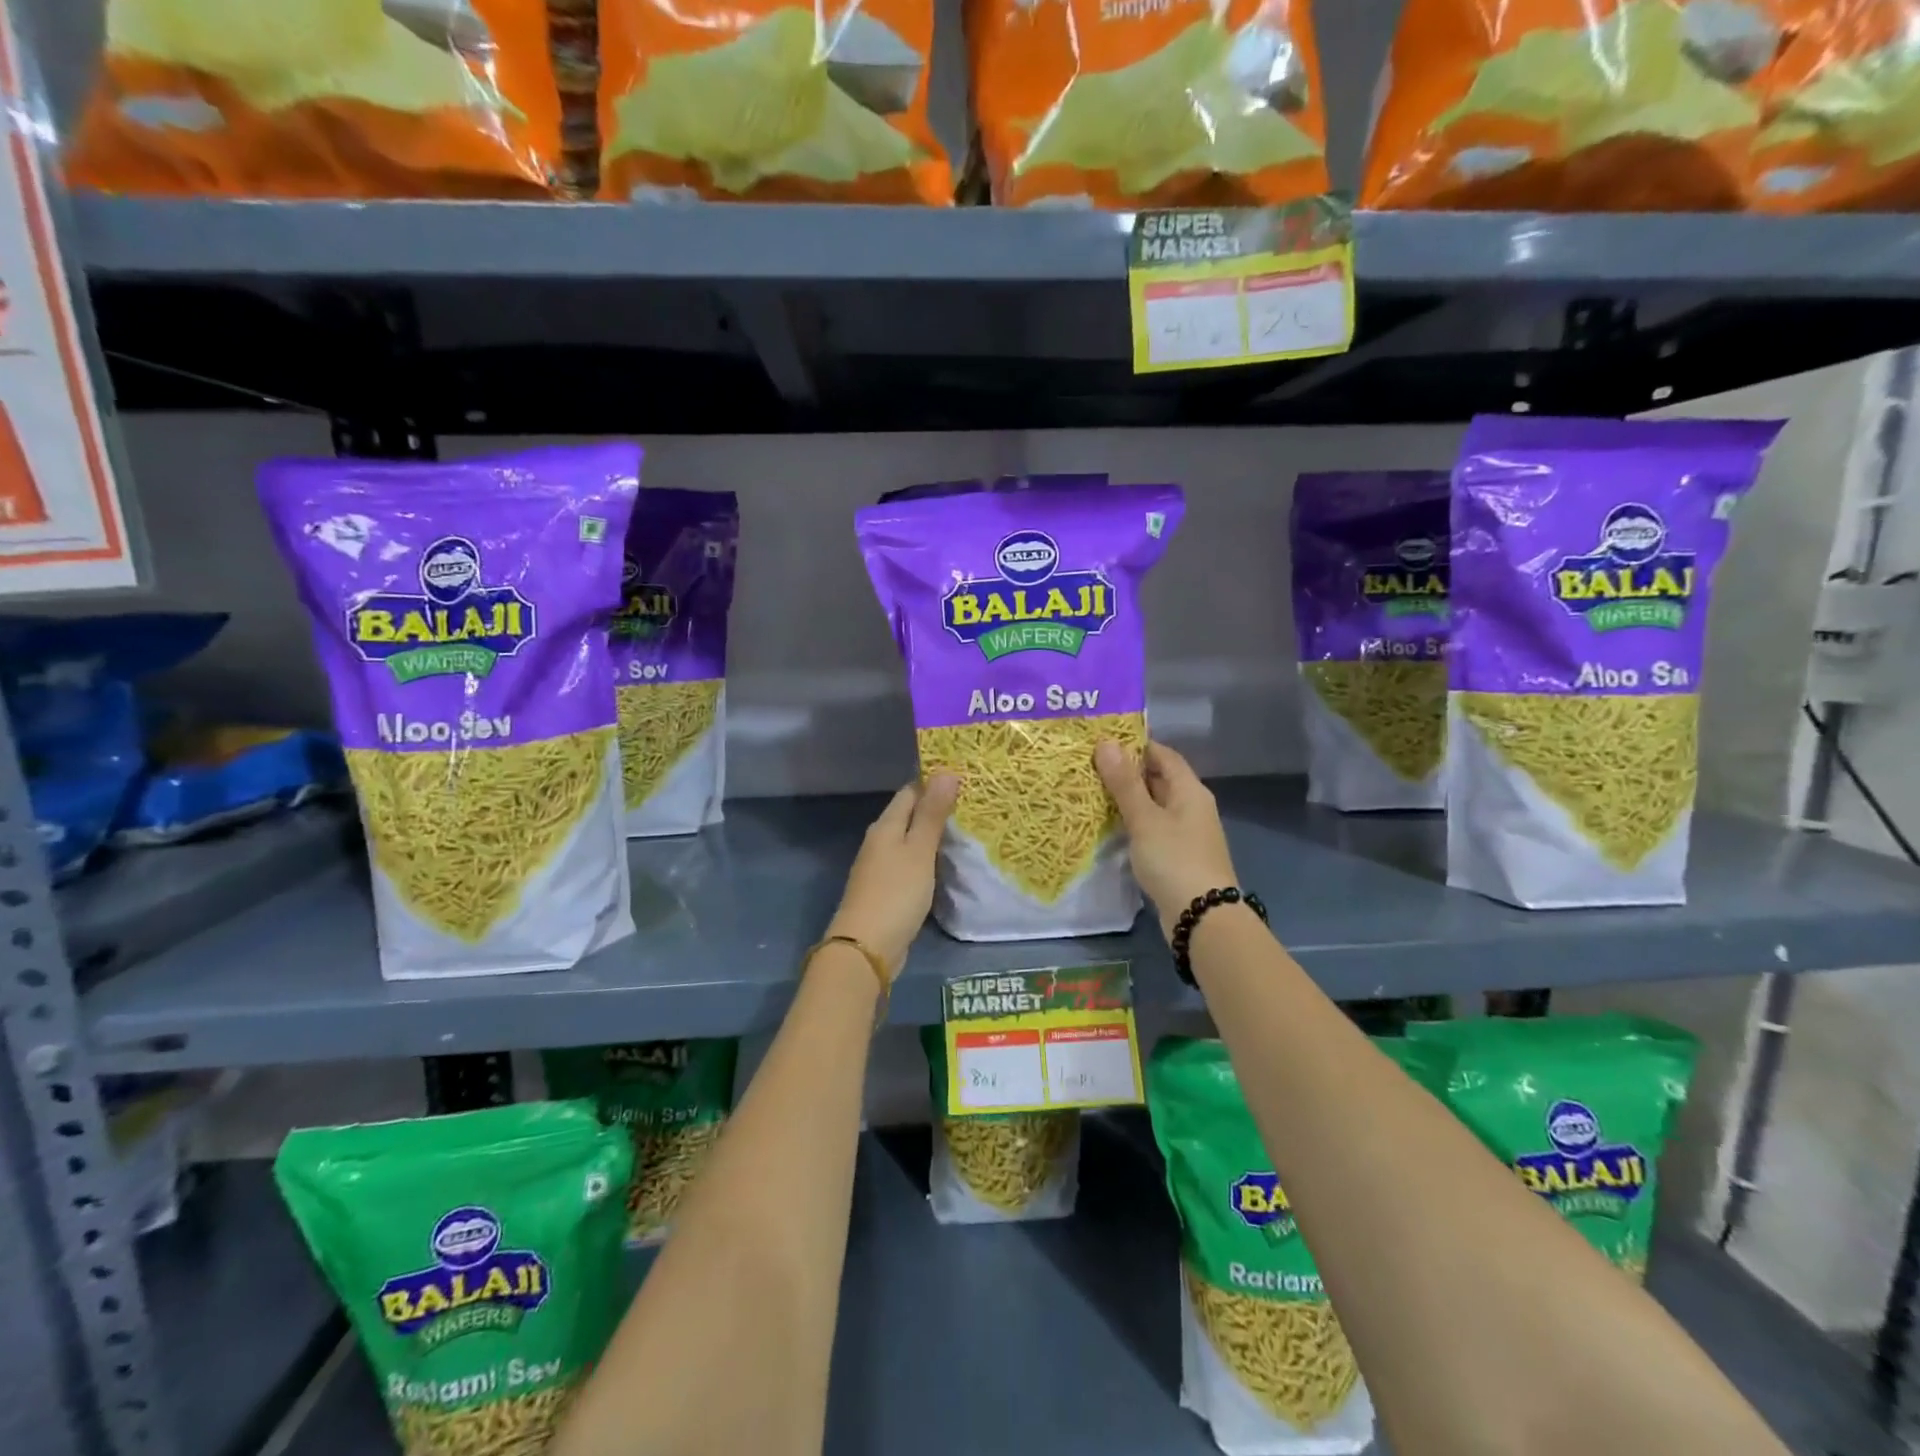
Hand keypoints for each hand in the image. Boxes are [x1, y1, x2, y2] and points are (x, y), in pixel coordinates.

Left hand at [825, 773, 959, 975]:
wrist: (867, 947)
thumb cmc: (896, 892)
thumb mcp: (919, 850)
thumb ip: (933, 814)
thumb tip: (946, 771)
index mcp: (885, 826)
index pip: (910, 791)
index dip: (935, 783)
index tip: (965, 778)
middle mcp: (880, 841)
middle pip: (909, 815)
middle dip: (937, 808)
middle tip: (974, 803)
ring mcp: (881, 867)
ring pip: (910, 841)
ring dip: (933, 835)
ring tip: (968, 830)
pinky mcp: (888, 890)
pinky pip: (911, 864)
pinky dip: (929, 859)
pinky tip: (947, 864)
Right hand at [1096, 740, 1237, 936]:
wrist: (1202, 916)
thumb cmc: (1174, 860)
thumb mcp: (1145, 819)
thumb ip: (1125, 783)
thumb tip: (1106, 743)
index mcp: (1190, 790)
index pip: (1163, 755)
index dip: (1136, 745)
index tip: (1103, 742)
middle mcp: (1191, 806)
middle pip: (1159, 779)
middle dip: (1127, 772)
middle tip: (1089, 766)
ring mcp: (1186, 833)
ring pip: (1154, 805)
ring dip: (1128, 799)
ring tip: (1092, 792)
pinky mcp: (1177, 855)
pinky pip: (1153, 828)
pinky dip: (1133, 822)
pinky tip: (1110, 826)